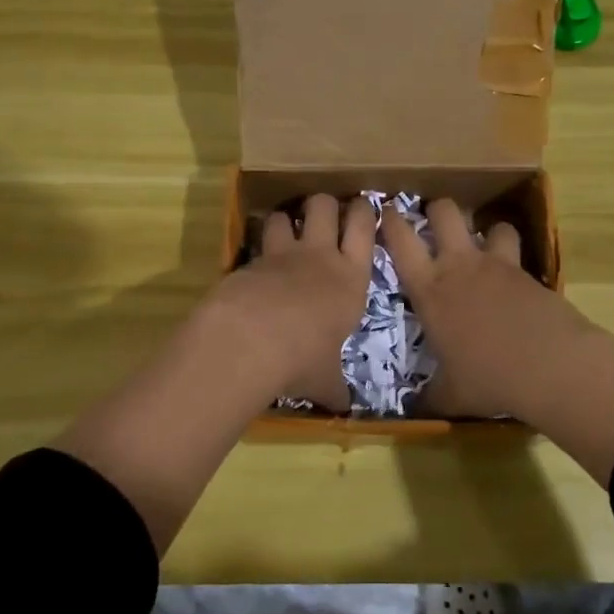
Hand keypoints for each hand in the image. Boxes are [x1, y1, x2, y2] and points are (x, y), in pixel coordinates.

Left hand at [201, 194, 374, 409]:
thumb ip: (335, 388)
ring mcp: (281, 254)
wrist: (251, 342)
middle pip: (325, 205)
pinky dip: (257, 249)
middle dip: (324, 204)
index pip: (365, 229)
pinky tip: (255, 265)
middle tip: (323, 213)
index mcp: (351, 279)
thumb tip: (343, 410)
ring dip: (285, 219)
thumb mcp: (326, 380)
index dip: (364, 212)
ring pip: (285, 214)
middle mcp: (319, 257)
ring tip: (285, 230)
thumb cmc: (303, 360)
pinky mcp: (248, 261)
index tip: (362, 206)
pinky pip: (255, 244)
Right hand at [382, 199, 613, 483]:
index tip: (386, 213)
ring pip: (489, 224)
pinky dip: (512, 259)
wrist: (550, 366)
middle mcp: (460, 266)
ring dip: (486, 232)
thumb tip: (414, 412)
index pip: (401, 241)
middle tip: (435, 223)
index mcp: (429, 290)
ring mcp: (497, 265)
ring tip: (486, 248)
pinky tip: (514, 282)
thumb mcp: (450, 395)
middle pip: (444, 212)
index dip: (390, 221)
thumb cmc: (488, 378)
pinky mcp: (529, 272)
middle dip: (438, 209)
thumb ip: (429, 396)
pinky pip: (517, 252)